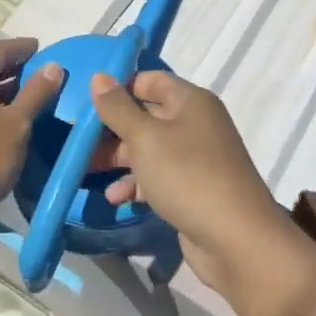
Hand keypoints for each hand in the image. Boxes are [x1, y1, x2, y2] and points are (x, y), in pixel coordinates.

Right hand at [89, 70, 285, 297]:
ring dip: (119, 159)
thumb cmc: (188, 176)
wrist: (236, 240)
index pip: (150, 80)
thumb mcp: (145, 138)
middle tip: (79, 140)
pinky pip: (158, 177)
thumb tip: (99, 76)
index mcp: (191, 101)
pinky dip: (136, 184)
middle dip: (112, 128)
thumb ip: (118, 108)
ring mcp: (196, 159)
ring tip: (87, 170)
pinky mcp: (193, 189)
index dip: (119, 87)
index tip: (86, 102)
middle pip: (146, 116)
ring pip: (149, 149)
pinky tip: (115, 198)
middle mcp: (195, 124)